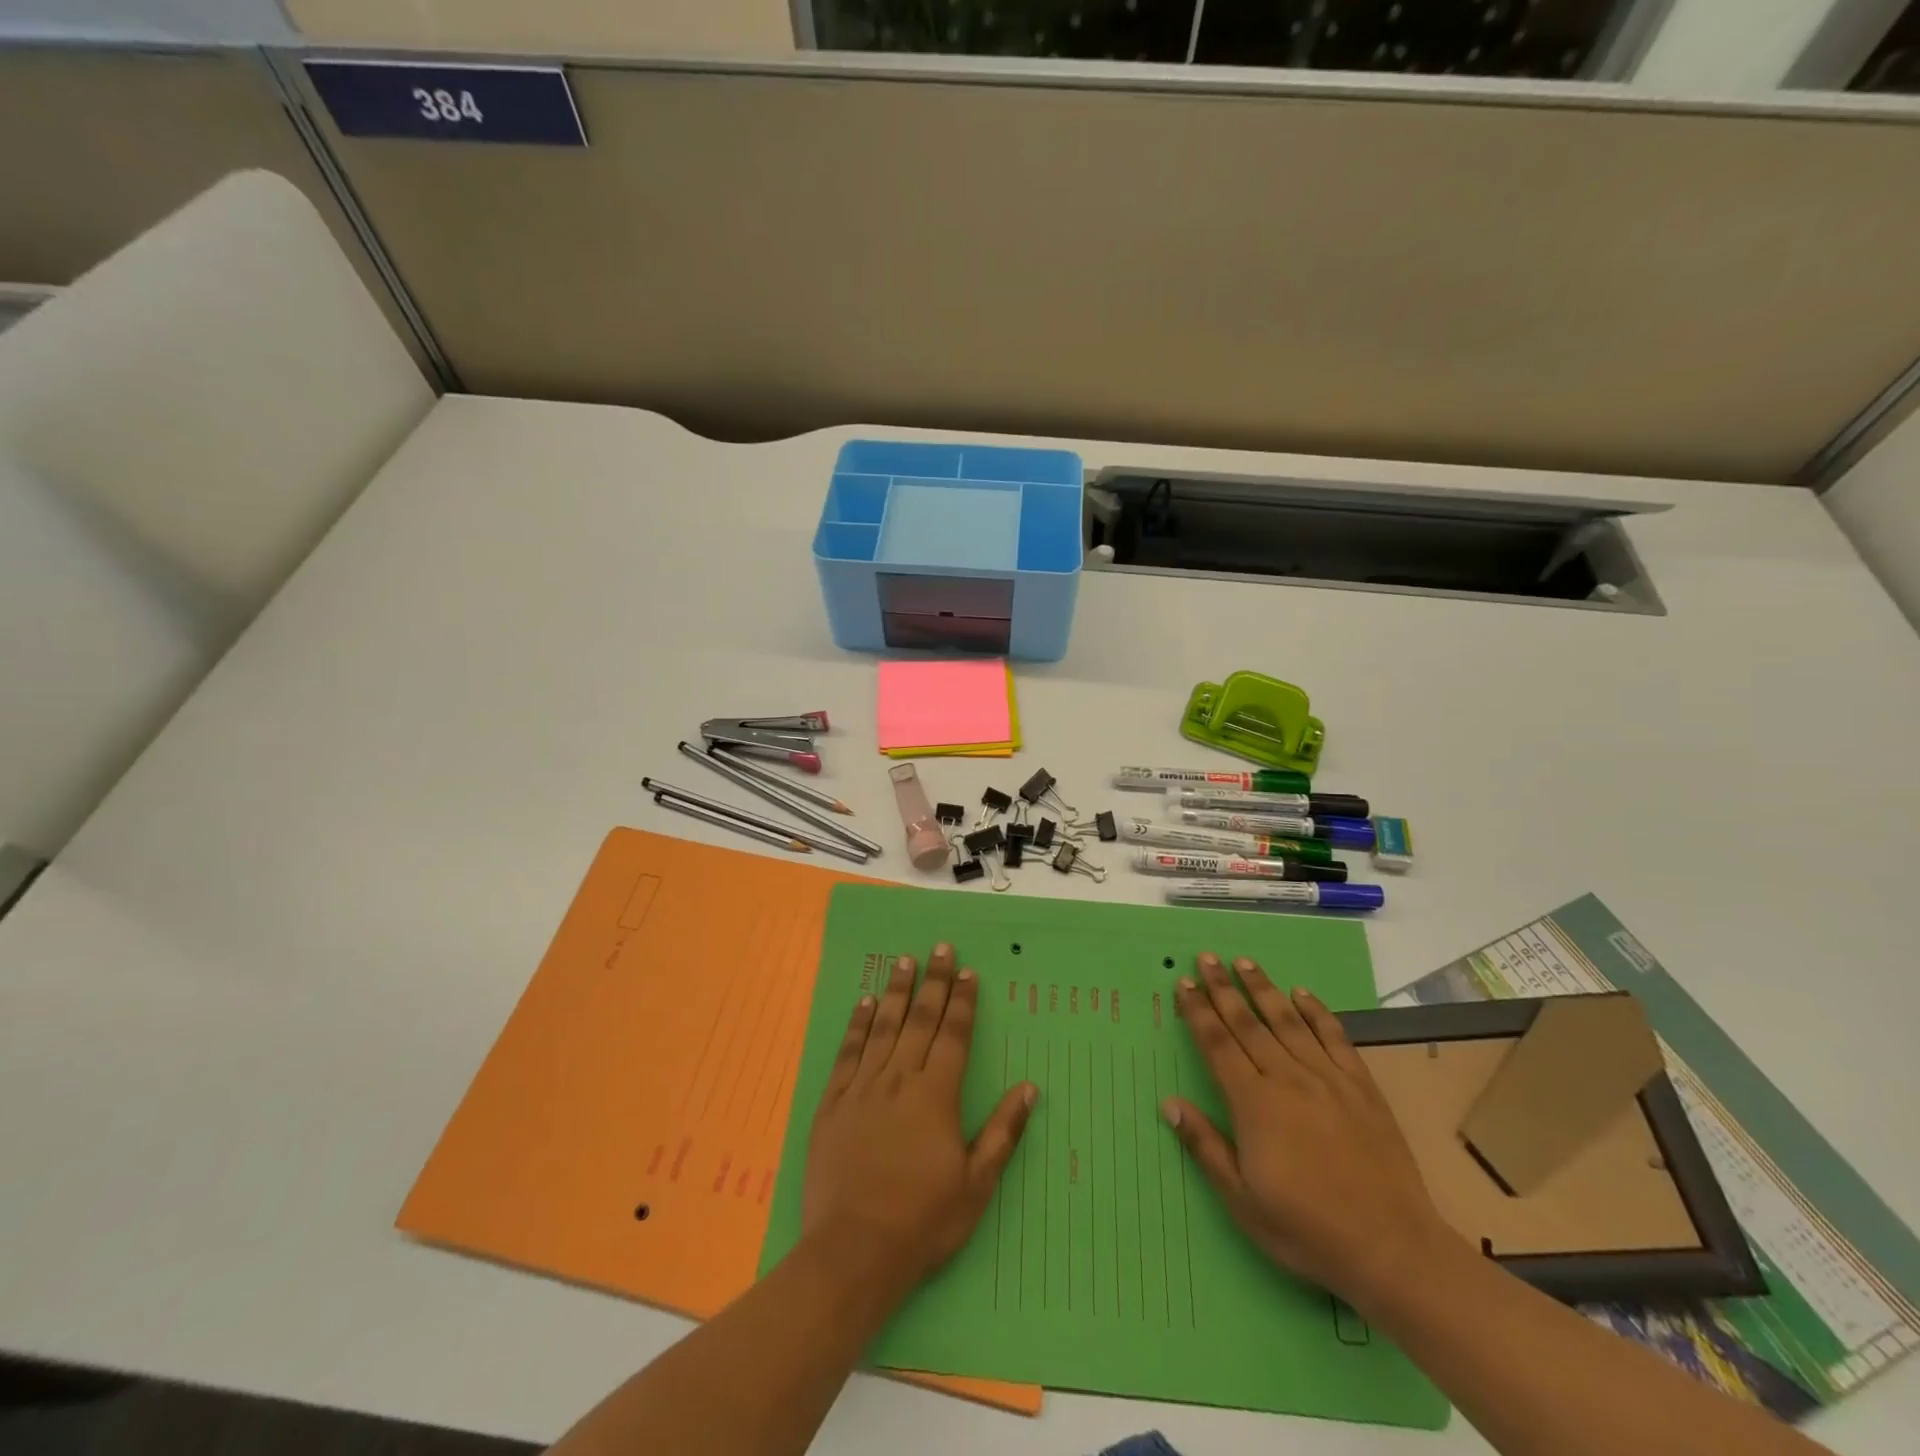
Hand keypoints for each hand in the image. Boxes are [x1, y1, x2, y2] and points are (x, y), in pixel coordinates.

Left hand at [800, 943, 1036, 1298]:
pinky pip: (847, 1053)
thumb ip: (1002, 1132)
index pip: (953, 1035)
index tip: (967, 971)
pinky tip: (864, 1003)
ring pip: (883, 1027)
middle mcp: (900, 1080)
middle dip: (933, 982)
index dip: (962, 1001)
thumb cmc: (923, 1221)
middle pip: (919, 1020)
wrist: (854, 1251)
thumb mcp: (976, 1185)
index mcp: (936, 1096)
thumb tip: (1029, 1088)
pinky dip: (858, 1025)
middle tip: (939, 947)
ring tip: (904, 960)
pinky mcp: (833, 1103)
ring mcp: (863, 1088)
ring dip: (896, 991)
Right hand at [1163, 952, 1457, 1308]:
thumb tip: (1168, 1103)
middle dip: (1223, 988)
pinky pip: (1335, 1037)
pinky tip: (1302, 994)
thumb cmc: (1307, 1229)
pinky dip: (1317, 1012)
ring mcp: (1327, 1078)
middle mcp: (1286, 1078)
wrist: (1392, 1248)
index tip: (1184, 984)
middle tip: (1207, 957)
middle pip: (1247, 1023)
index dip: (1198, 1012)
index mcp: (1253, 1104)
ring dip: (1263, 989)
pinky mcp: (1361, 1086)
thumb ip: (1205, 1146)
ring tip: (1245, 962)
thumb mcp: (1242, 1200)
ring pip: (1287, 1021)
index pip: (1217, 1045)